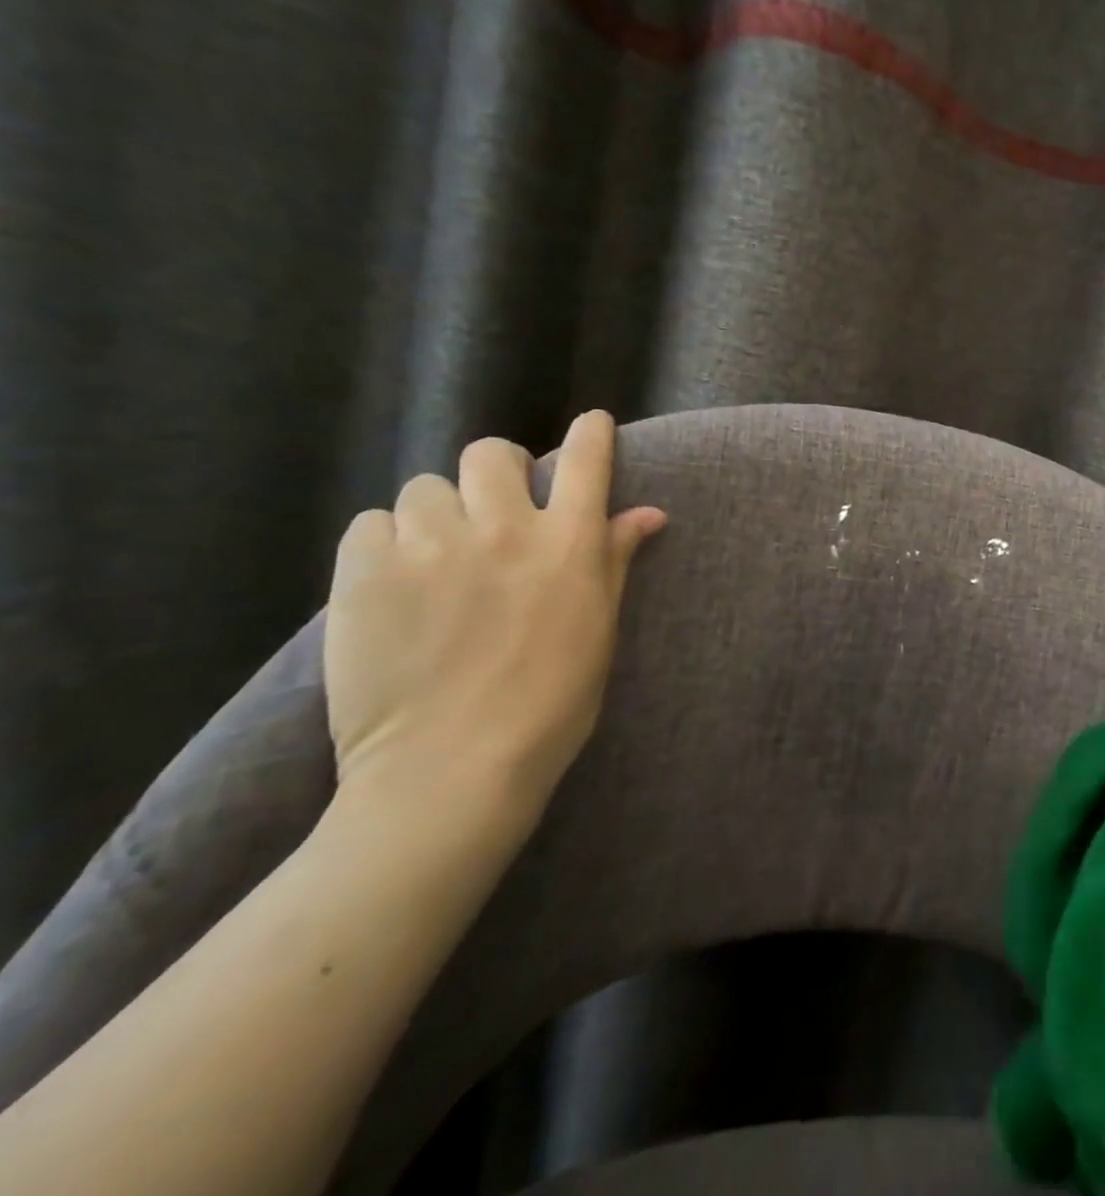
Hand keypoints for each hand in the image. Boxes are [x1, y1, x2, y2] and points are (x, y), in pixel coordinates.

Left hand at [323, 410, 665, 827]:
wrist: (452, 770)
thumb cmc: (550, 704)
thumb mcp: (598, 629)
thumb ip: (614, 559)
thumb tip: (649, 513)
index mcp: (569, 544)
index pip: (587, 461)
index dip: (592, 434)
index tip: (592, 425)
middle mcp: (503, 529)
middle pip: (491, 454)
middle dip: (497, 471)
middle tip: (493, 508)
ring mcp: (431, 546)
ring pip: (425, 487)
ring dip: (436, 513)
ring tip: (435, 557)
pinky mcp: (365, 573)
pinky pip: (372, 523)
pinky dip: (386, 543)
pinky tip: (395, 582)